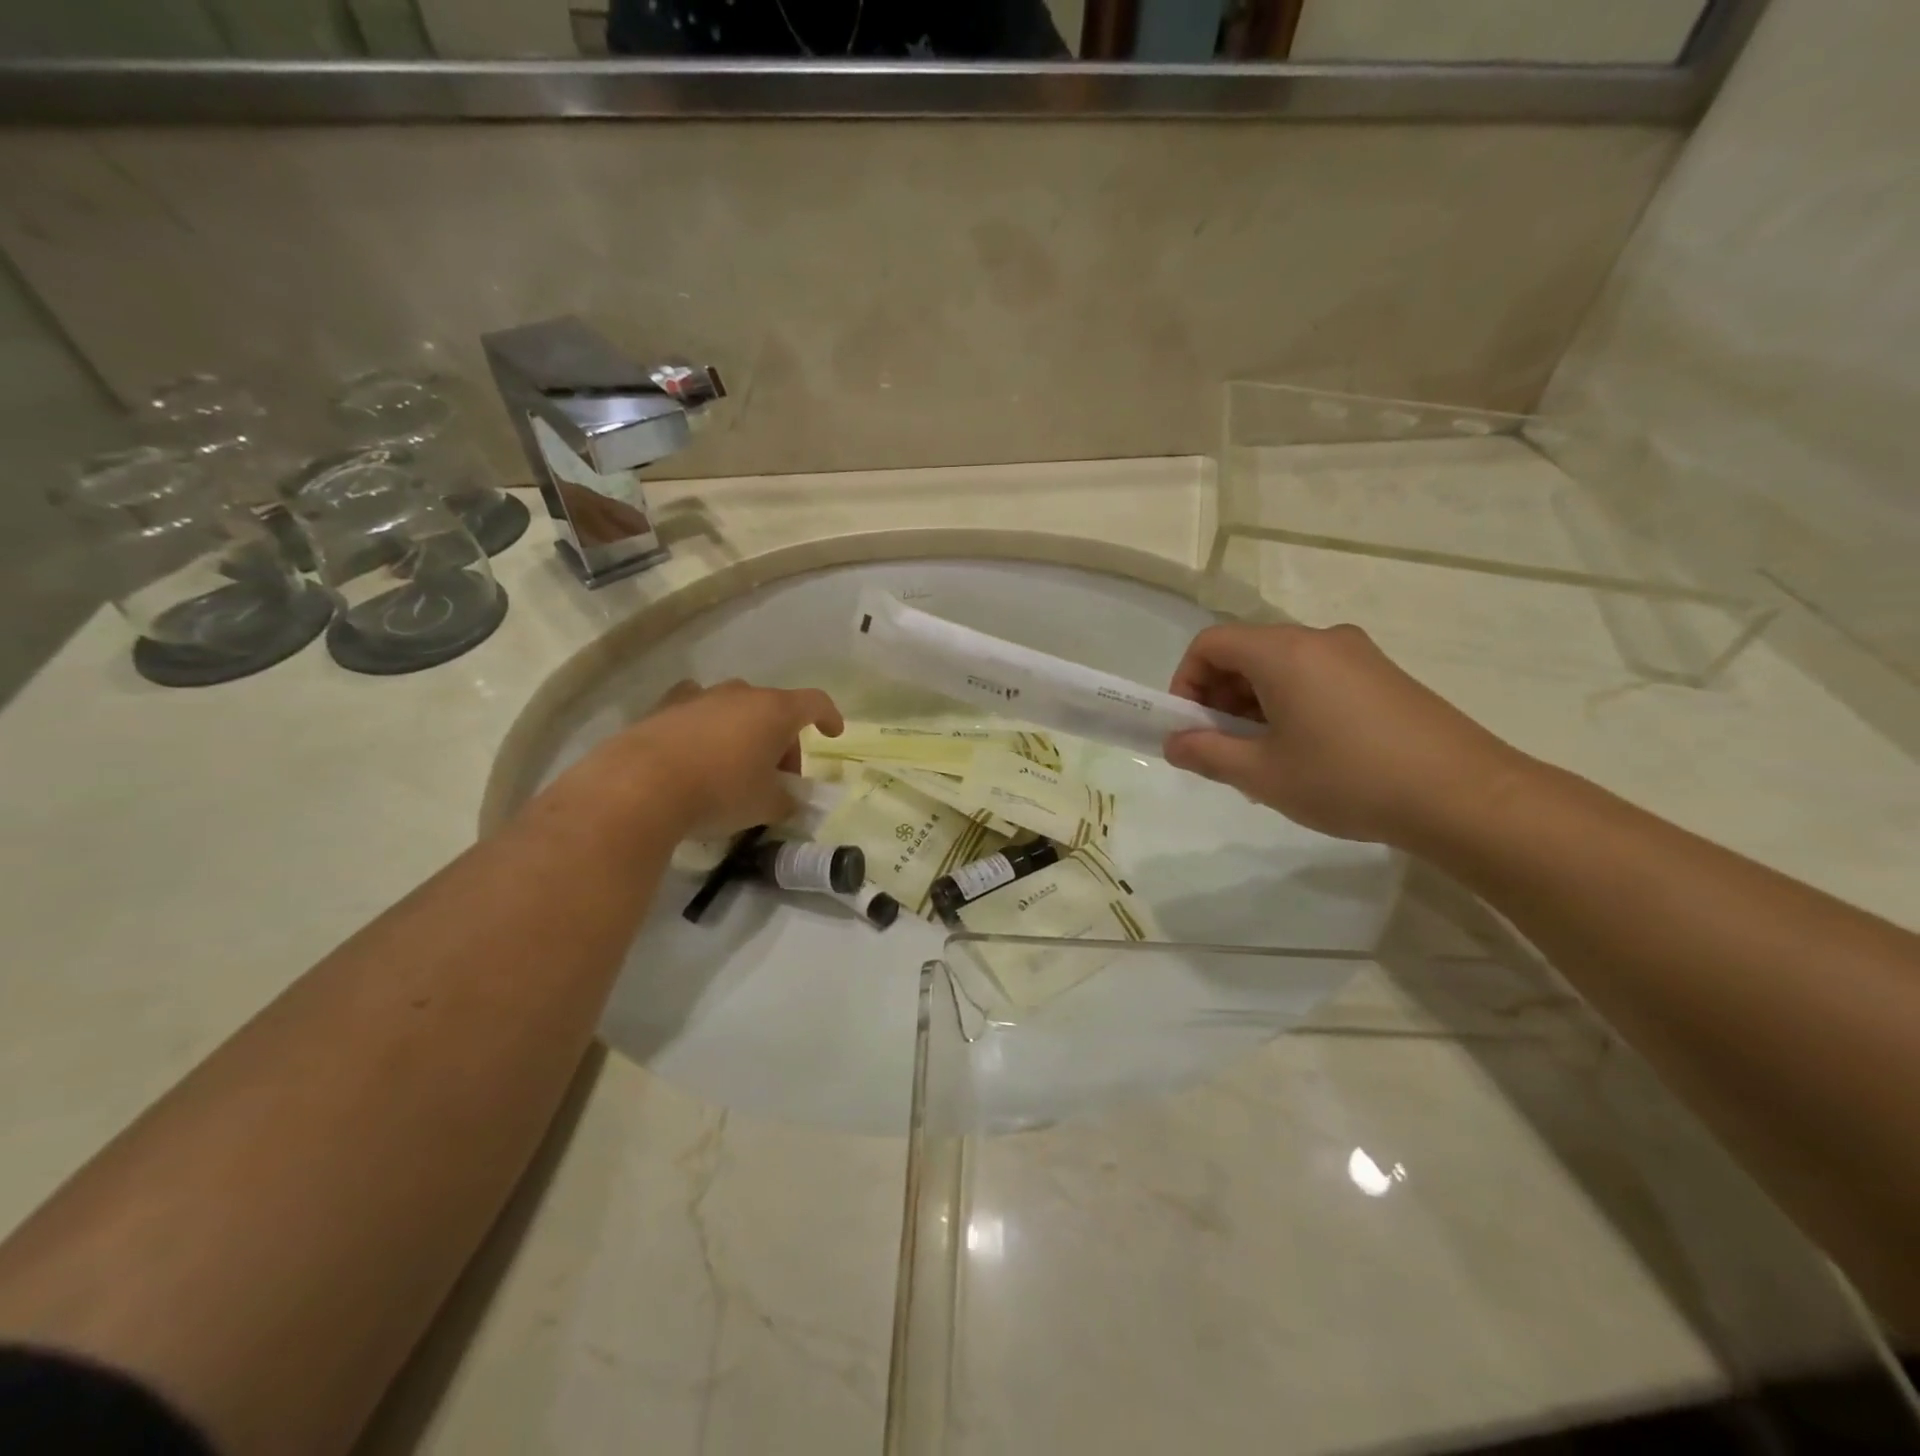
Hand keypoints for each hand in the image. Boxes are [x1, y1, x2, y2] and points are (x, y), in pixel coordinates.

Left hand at [560, 679, 844, 839]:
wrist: (640, 786)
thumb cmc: (720, 791)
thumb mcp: (765, 806)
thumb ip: (786, 800)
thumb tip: (788, 800)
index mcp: (774, 710)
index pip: (815, 702)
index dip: (829, 717)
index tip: (833, 734)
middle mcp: (740, 694)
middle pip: (774, 710)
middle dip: (782, 742)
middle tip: (776, 779)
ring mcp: (700, 696)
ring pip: (735, 710)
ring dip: (745, 735)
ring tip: (736, 769)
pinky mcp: (664, 708)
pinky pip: (698, 713)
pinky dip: (707, 730)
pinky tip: (698, 755)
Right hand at [1164, 623, 1529, 846]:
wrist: (1464, 796)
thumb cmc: (1347, 779)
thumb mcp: (1263, 774)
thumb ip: (1207, 753)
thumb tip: (1174, 743)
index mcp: (1284, 652)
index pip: (1211, 644)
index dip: (1186, 682)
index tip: (1190, 728)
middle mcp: (1320, 640)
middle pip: (1246, 653)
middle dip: (1220, 698)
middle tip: (1223, 750)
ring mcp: (1357, 656)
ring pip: (1282, 668)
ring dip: (1254, 706)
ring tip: (1264, 761)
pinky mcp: (1383, 677)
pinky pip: (1317, 679)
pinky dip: (1291, 706)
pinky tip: (1306, 755)